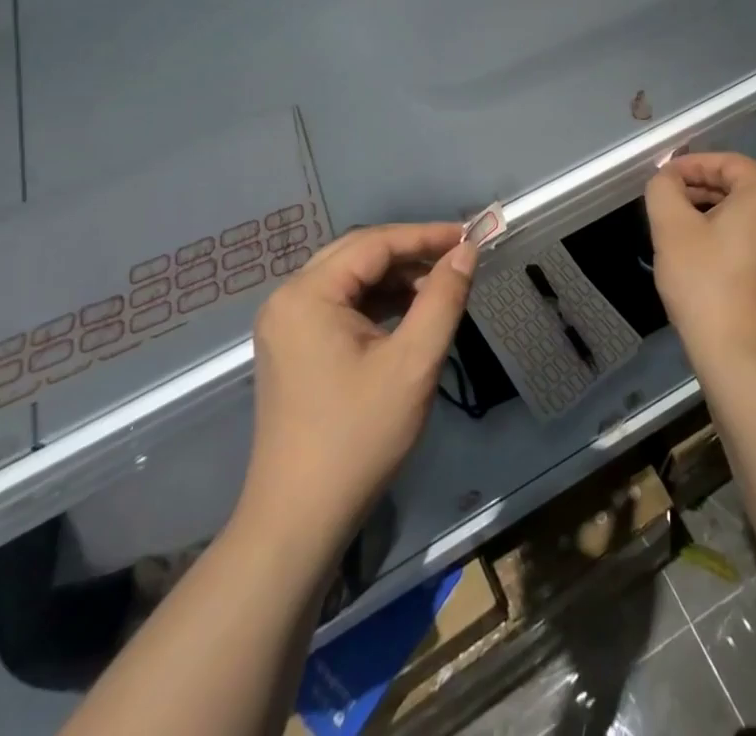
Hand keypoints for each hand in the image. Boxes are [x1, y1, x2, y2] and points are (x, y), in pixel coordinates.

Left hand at [238, 223, 478, 551]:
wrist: (299, 520)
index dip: (425, 236)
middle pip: (358, 254)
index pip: (374, 243)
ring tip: (440, 290)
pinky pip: (340, 305)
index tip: (469, 237)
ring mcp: (286, 324)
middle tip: (457, 259)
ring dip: (395, 278)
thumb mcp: (413, 363)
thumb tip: (466, 251)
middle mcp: (289, 298)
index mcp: (308, 294)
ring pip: (350, 279)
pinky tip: (410, 314)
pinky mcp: (293, 347)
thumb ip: (443, 298)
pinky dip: (378, 302)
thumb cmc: (358, 437)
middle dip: (410, 253)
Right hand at [645, 153, 755, 371]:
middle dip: (705, 192)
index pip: (728, 163)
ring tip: (689, 233)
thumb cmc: (705, 284)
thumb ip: (664, 189)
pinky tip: (714, 262)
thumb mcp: (670, 228)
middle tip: (673, 204)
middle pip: (745, 189)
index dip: (693, 165)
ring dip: (722, 217)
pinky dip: (741, 242)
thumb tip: (668, 179)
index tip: (665, 178)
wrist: (743, 357)